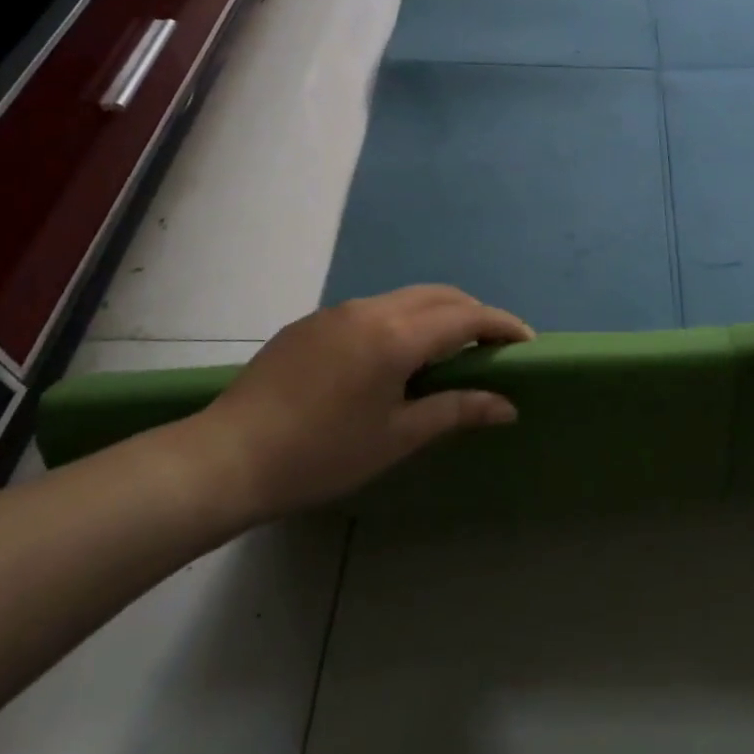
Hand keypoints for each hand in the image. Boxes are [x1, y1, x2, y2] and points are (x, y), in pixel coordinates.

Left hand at [173, 285, 532, 522]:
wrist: (227, 457)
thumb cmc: (321, 454)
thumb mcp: (396, 438)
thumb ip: (456, 411)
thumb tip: (507, 405)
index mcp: (396, 336)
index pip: (466, 318)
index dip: (502, 326)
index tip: (526, 343)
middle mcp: (370, 310)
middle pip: (439, 296)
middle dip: (473, 314)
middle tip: (492, 348)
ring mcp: (336, 312)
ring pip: (404, 298)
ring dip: (437, 315)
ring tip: (447, 353)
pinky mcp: (311, 324)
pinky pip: (372, 310)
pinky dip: (402, 321)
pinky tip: (393, 358)